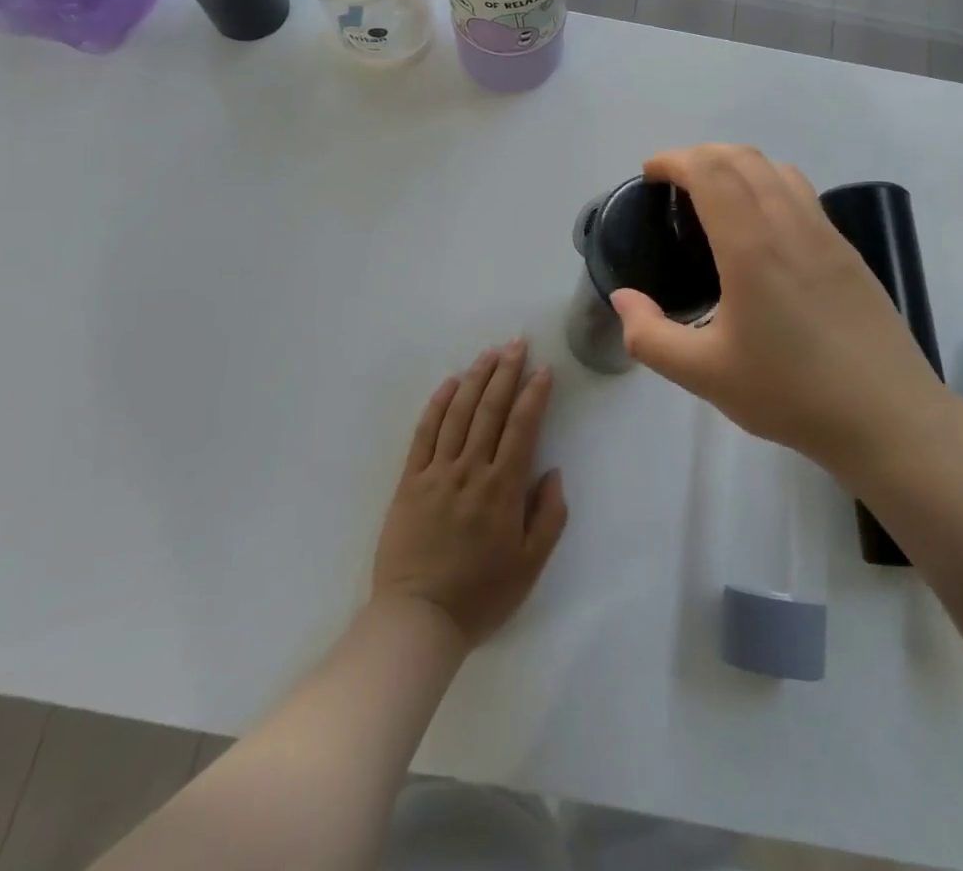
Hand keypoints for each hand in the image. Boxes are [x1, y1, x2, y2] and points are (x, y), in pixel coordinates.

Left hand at [372, 339, 568, 646]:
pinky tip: (450, 384)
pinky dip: (438, 405)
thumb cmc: (481, 596)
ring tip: (489, 354)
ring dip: (476, 379)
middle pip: (490, 409)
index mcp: (503, 489)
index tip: (543, 369)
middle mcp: (470, 470)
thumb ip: (549, 516)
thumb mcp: (531, 566)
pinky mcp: (410, 481)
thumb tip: (553, 472)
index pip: (522, 427)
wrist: (418, 619)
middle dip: (506, 372)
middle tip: (516, 343)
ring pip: (459, 413)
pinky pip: (425, 433)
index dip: (534, 394)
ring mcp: (437, 472)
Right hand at [610, 145, 946, 476]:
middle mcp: (791, 225)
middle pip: (744, 158)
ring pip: (778, 170)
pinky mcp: (848, 251)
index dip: (675, 160)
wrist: (887, 417)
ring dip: (738, 165)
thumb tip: (622, 299)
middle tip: (673, 183)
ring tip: (715, 196)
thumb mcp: (703, 375)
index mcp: (752, 247)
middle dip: (701, 155)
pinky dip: (769, 184)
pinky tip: (761, 227)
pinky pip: (802, 194)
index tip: (650, 174)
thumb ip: (650, 335)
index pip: (711, 172)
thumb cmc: (790, 394)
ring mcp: (826, 234)